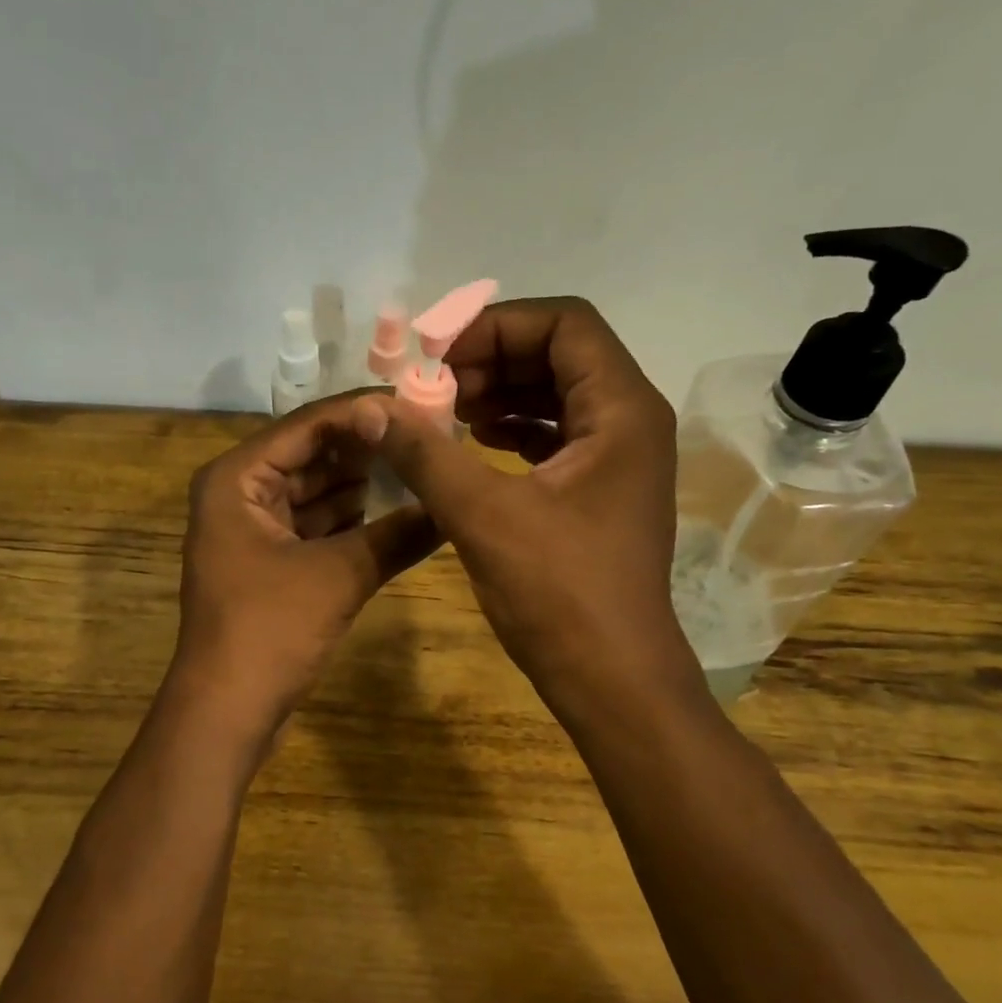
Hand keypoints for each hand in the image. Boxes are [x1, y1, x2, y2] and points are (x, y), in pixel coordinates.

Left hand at [173, 392, 441, 732]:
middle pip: (312, 455)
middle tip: (428, 435)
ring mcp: (253, 528)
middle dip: (366, 449)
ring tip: (422, 468)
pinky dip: (351, 520)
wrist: (227, 711)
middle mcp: (240, 492)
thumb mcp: (339, 575)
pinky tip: (398, 512)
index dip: (363, 412)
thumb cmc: (270, 630)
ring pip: (316, 491)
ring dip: (363, 484)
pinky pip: (316, 525)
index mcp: (237, 478)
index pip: (308, 425)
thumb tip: (454, 507)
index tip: (418, 404)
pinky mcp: (270, 561)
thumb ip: (397, 534)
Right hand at [350, 298, 703, 712]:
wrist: (612, 678)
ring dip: (501, 392)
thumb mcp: (482, 515)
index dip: (497, 325)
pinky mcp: (601, 490)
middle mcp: (631, 422)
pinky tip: (472, 442)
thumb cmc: (559, 593)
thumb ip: (424, 451)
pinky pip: (557, 434)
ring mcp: (620, 458)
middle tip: (434, 384)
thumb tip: (371, 407)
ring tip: (445, 411)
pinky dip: (514, 428)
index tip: (437, 352)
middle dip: (493, 358)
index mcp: (621, 411)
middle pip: (561, 354)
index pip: (565, 323)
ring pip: (558, 394)